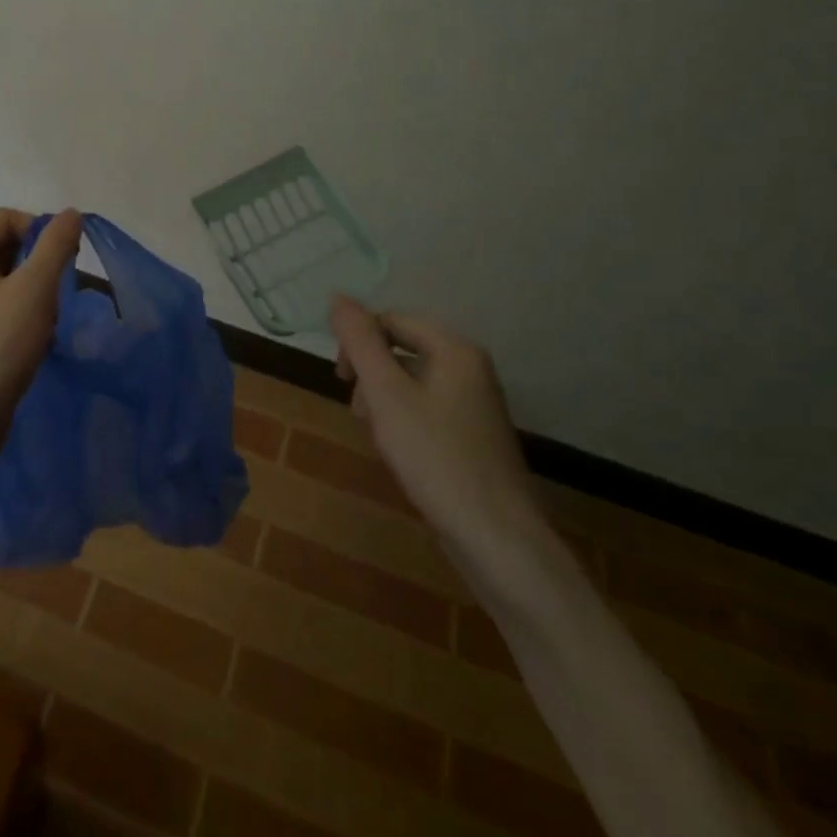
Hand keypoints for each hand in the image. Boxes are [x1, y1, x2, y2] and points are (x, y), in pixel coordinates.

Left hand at [0, 207, 82, 473]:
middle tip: (60, 291)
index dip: (40, 230)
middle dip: (40, 265)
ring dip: (36, 293)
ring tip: (49, 320)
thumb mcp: (35, 289)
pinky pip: (3, 307)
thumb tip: (70, 213)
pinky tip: (39, 340)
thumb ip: (56, 245)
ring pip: (9, 280)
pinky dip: (25, 316)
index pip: (7, 218)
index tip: (66, 258)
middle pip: (8, 247)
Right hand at [330, 295, 551, 576]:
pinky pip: (427, 409)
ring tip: (378, 437)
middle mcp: (470, 368)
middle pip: (402, 349)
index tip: (341, 379)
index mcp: (455, 349)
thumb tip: (338, 297)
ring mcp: (475, 404)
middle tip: (360, 413)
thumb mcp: (386, 394)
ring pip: (411, 382)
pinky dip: (404, 422)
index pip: (392, 320)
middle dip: (371, 375)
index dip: (359, 342)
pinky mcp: (474, 436)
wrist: (498, 540)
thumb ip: (360, 342)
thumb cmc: (436, 458)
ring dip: (383, 401)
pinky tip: (399, 453)